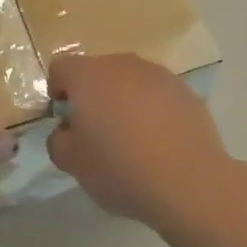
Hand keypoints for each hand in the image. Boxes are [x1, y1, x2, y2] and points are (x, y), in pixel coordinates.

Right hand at [48, 53, 231, 227]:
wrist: (189, 182)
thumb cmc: (120, 169)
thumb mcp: (73, 164)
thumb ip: (58, 141)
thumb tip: (67, 131)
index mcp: (88, 76)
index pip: (61, 68)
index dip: (57, 91)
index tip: (66, 120)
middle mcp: (122, 64)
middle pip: (97, 71)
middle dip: (92, 95)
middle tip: (97, 132)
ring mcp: (158, 74)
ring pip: (130, 81)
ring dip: (124, 100)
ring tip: (131, 139)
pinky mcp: (185, 91)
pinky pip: (158, 94)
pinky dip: (152, 110)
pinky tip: (159, 143)